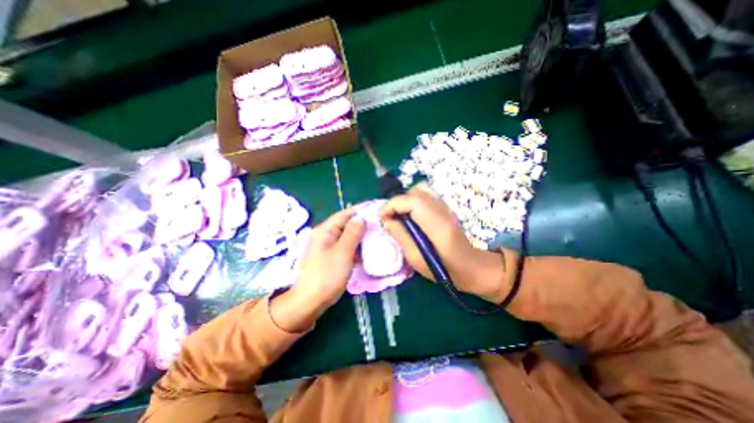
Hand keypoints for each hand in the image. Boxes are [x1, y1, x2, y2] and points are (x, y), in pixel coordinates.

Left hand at [269, 210, 366, 332]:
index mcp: (325, 230)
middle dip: (363, 222)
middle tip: (381, 222)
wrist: (310, 302)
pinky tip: (368, 249)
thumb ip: (353, 233)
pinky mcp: (331, 256)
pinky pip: (347, 246)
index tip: (376, 207)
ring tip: (378, 233)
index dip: (361, 209)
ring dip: (361, 234)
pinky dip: (357, 246)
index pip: (345, 213)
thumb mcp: (342, 252)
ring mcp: (328, 246)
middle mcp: (325, 235)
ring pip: (347, 235)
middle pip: (346, 223)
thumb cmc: (326, 276)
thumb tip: (361, 218)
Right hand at [380, 186, 509, 303]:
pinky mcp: (446, 207)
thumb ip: (401, 237)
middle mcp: (443, 210)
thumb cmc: (445, 270)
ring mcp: (446, 207)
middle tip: (390, 218)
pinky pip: (426, 195)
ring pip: (421, 190)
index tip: (383, 217)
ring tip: (400, 216)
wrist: (472, 267)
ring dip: (406, 200)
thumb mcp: (417, 260)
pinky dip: (413, 200)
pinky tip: (412, 215)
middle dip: (397, 202)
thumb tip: (386, 221)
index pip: (412, 201)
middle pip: (415, 192)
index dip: (393, 205)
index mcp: (437, 225)